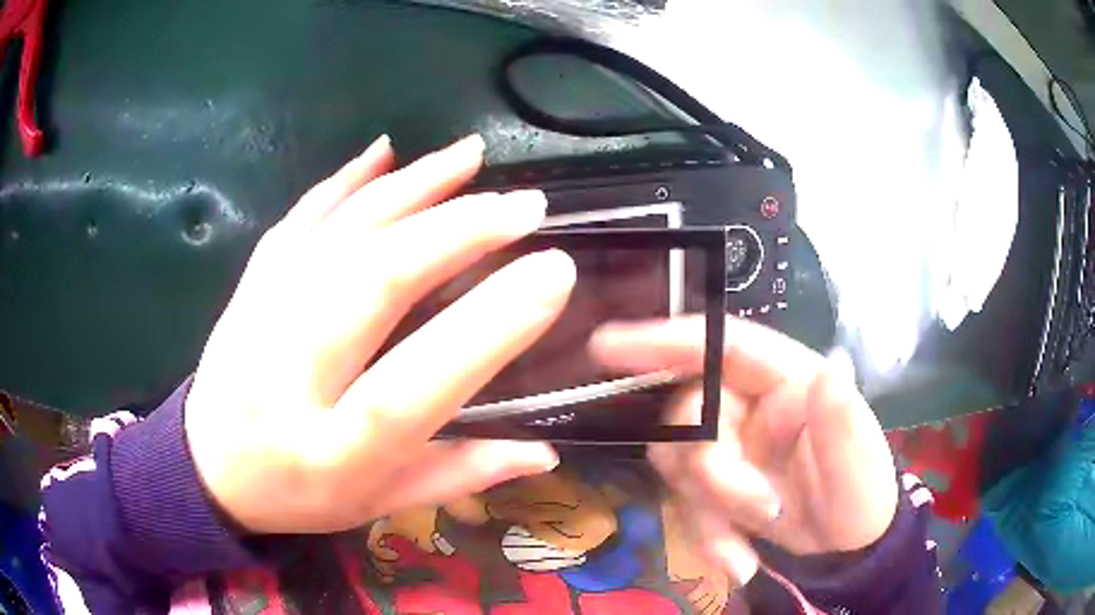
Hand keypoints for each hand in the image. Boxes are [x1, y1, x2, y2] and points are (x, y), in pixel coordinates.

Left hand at [185, 135, 575, 533]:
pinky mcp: (248, 287)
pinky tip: (384, 151)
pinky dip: (343, 181)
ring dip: (410, 189)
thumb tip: (547, 453)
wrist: (208, 470)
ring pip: (338, 236)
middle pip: (373, 284)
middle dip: (458, 233)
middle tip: (525, 207)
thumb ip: (460, 475)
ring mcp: (257, 319)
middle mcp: (288, 378)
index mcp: (333, 453)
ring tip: (471, 158)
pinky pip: (298, 222)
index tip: (553, 274)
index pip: (413, 388)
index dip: (487, 329)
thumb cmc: (299, 497)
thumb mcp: (380, 502)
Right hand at [590, 317, 897, 584]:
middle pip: (689, 414)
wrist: (842, 548)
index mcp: (788, 380)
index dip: (666, 339)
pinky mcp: (713, 485)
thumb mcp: (860, 465)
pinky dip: (706, 537)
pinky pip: (684, 505)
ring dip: (708, 511)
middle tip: (754, 510)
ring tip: (749, 545)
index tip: (607, 345)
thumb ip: (842, 419)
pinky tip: (738, 561)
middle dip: (711, 469)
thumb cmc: (860, 494)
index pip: (724, 345)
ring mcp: (728, 446)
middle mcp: (750, 405)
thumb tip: (830, 365)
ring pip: (679, 464)